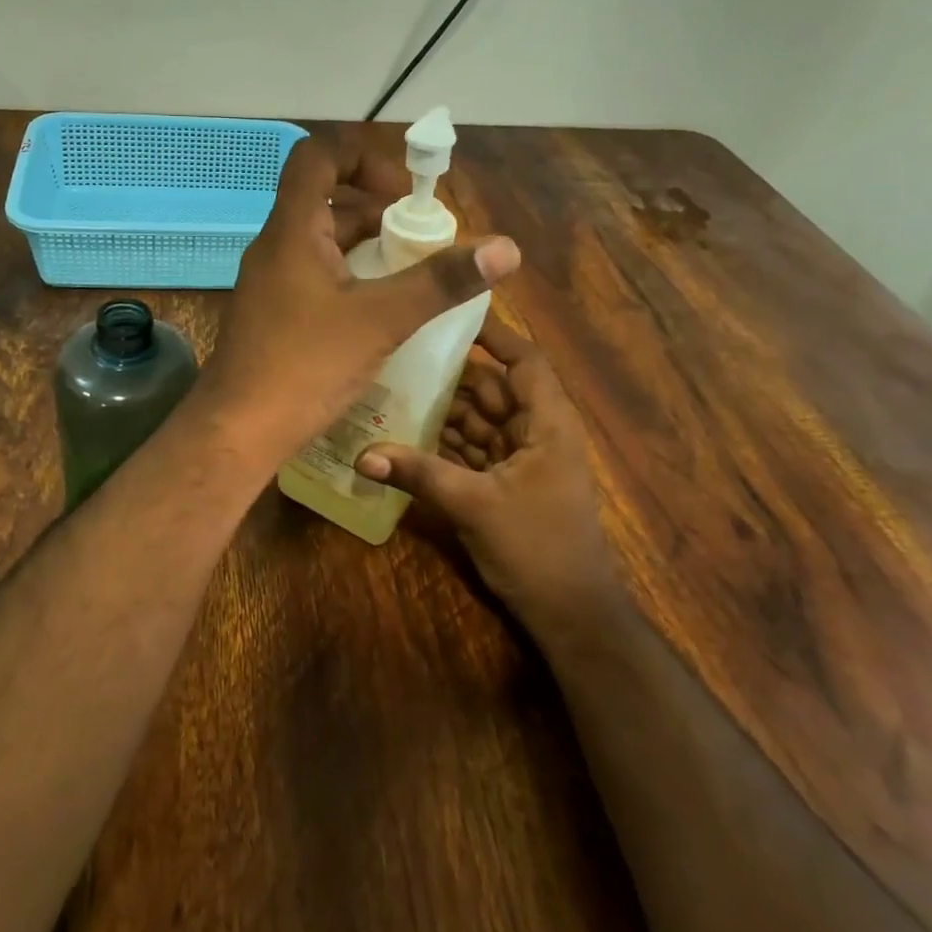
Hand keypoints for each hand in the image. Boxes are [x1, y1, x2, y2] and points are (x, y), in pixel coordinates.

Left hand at [198, 137, 521, 464]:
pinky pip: (314, 276)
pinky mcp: (271, 314)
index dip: (364, 157)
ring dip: (366, 248)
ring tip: (409, 276)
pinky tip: (378, 312)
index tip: (405, 193)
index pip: (318, 156)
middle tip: (421, 240)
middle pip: (326, 201)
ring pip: (321, 243)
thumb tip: (506, 248)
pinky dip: (348, 279)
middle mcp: (275, 247)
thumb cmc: (305, 367)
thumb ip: (440, 282)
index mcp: (293, 231)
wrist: (237, 431)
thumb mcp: (381, 320)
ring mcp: (269, 282)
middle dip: (378, 211)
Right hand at [354, 316, 608, 630]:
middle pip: (491, 390)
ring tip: (392, 392)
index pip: (523, 362)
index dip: (492, 336)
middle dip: (449, 377)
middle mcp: (536, 432)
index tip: (450, 317)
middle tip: (398, 357)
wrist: (570, 614)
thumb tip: (361, 454)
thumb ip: (418, 473)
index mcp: (547, 424)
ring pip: (479, 421)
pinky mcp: (506, 484)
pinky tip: (405, 436)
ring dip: (442, 412)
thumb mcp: (474, 504)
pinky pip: (472, 451)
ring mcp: (522, 460)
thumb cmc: (537, 548)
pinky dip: (444, 444)